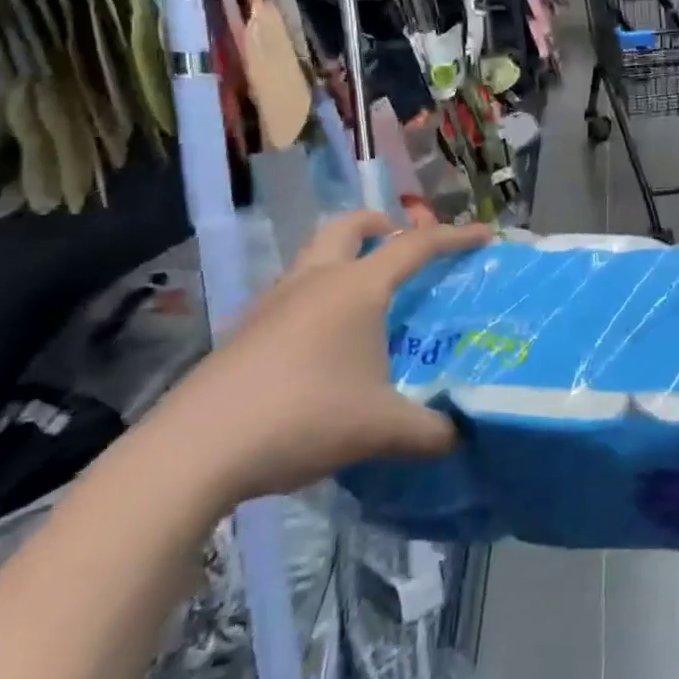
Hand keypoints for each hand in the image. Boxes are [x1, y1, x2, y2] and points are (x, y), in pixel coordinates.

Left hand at [144, 211, 491, 510]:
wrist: (193, 453)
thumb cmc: (303, 418)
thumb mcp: (383, 429)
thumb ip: (432, 431)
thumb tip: (459, 437)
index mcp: (356, 288)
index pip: (416, 245)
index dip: (456, 237)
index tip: (485, 236)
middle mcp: (314, 282)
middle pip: (349, 226)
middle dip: (383, 225)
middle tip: (404, 247)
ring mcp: (273, 304)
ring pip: (315, 258)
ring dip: (347, 260)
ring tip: (371, 302)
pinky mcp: (245, 333)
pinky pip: (294, 295)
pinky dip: (320, 299)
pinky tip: (328, 347)